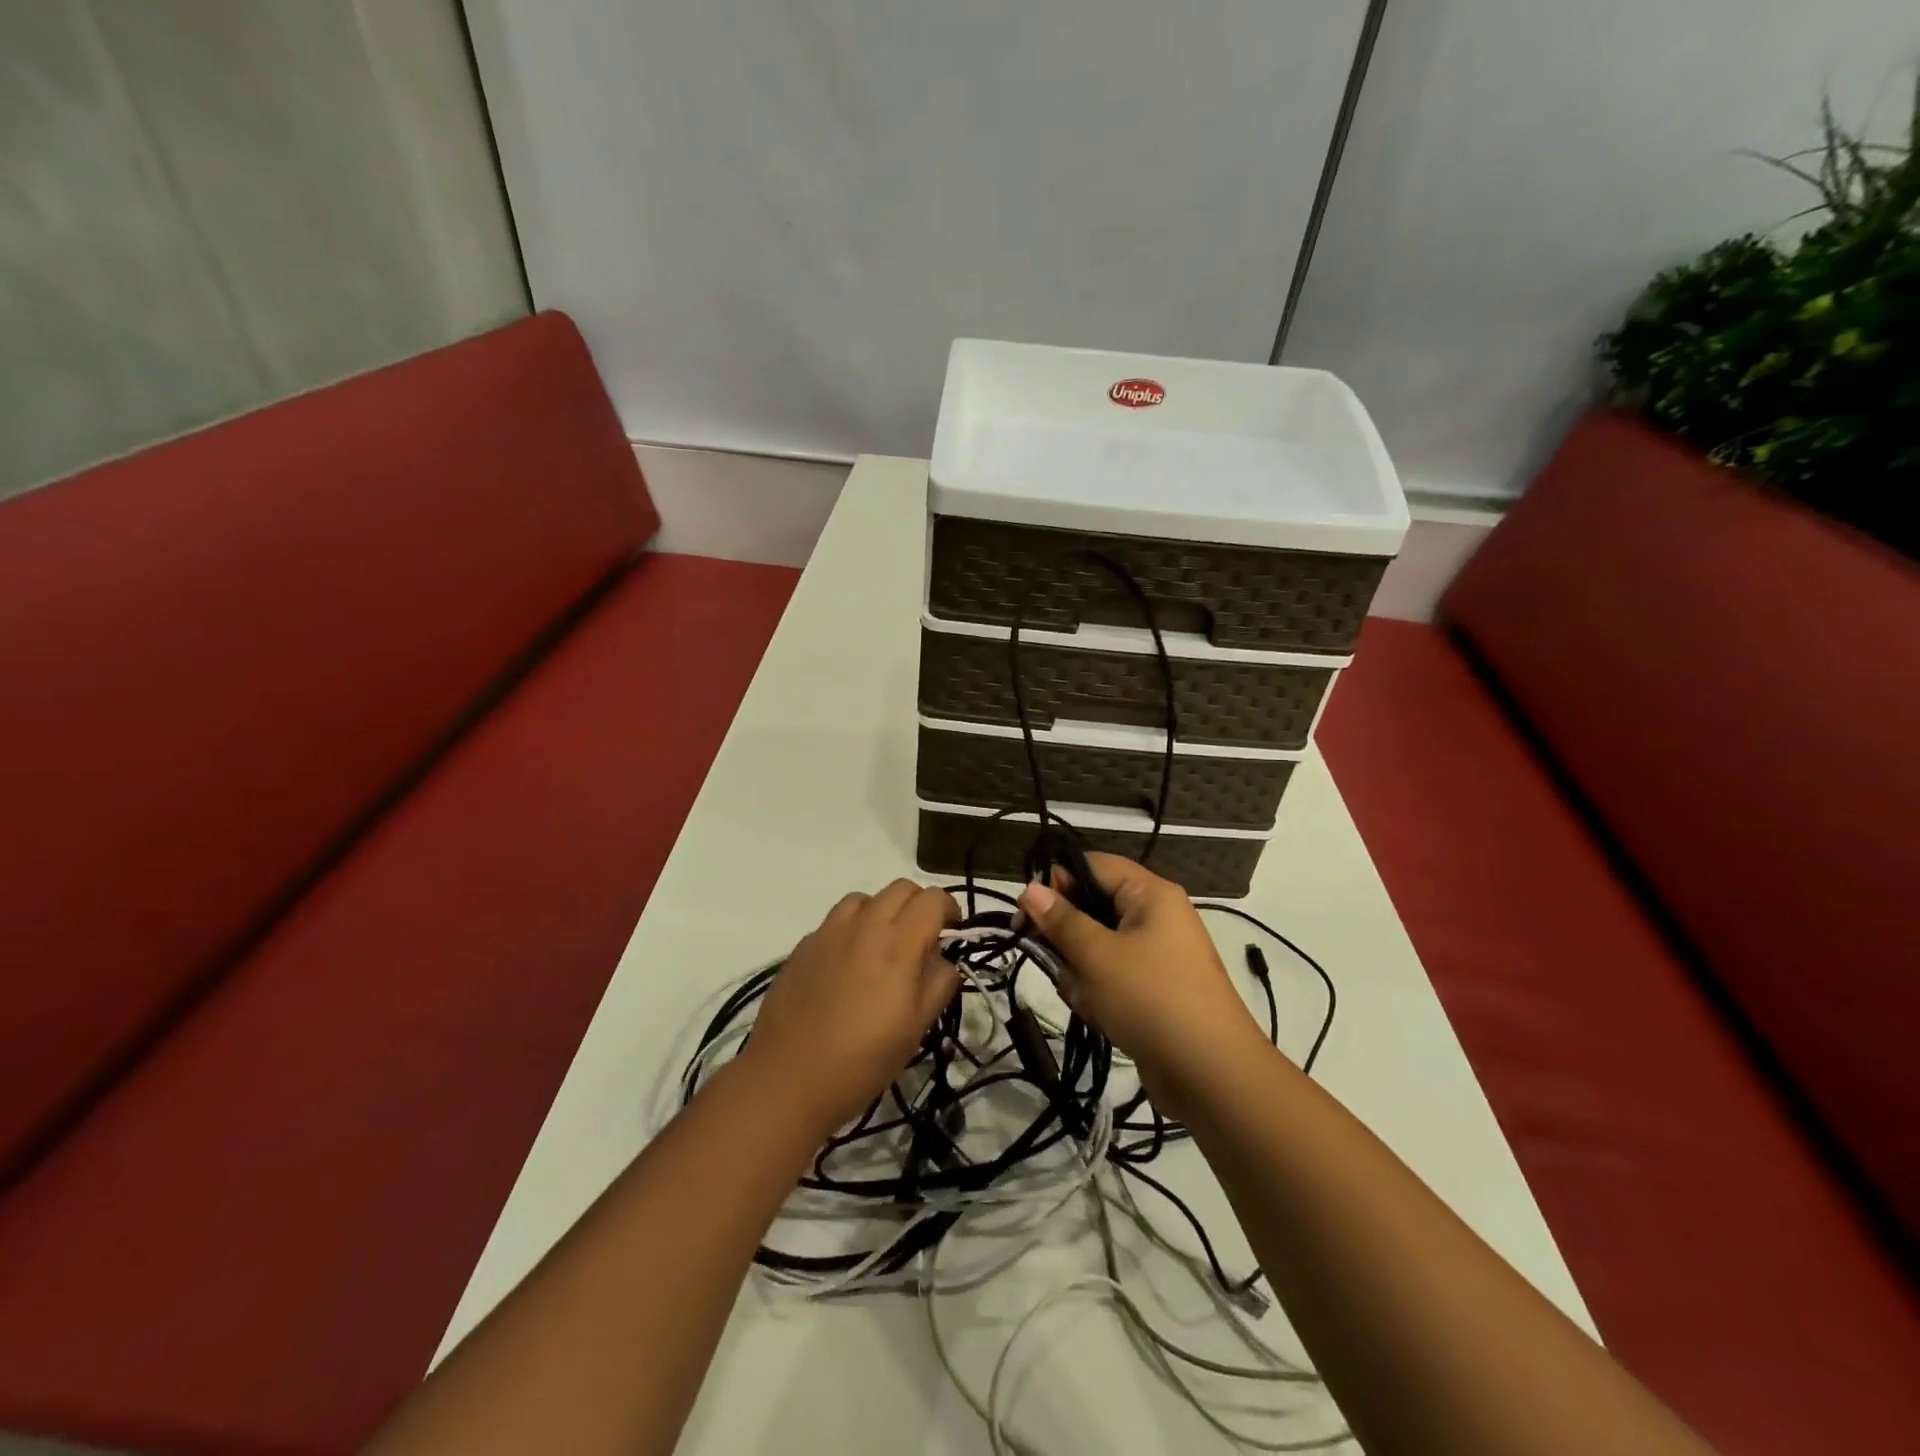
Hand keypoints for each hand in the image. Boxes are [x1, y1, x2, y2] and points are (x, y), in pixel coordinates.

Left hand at [744, 880, 960, 1136]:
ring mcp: (828, 933)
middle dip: (918, 904)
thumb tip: (943, 960)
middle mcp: (864, 926)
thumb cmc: (863, 1059)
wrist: (788, 1078)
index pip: (932, 899)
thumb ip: (939, 983)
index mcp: (898, 943)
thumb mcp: (917, 1028)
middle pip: (900, 888)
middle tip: (922, 938)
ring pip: (863, 898)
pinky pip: (834, 922)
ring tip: (882, 946)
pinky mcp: (802, 947)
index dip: (948, 908)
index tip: (952, 931)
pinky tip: (847, 965)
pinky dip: (851, 930)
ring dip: (882, 911)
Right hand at [1019, 854, 1262, 1107]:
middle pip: (1091, 908)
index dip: (1057, 882)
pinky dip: (1098, 994)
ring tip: (1088, 999)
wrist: (1213, 1077)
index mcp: (1150, 894)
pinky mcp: (1151, 990)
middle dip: (1068, 938)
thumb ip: (1060, 920)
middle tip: (1053, 960)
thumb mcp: (1098, 956)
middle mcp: (1154, 917)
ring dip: (1080, 973)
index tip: (1025, 913)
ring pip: (1095, 947)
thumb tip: (1030, 888)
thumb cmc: (1153, 1000)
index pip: (1092, 865)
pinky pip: (1109, 977)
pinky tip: (1100, 1016)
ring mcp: (1154, 956)